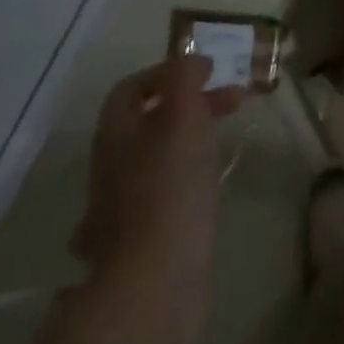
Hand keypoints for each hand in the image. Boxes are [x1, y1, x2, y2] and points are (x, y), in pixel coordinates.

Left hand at [70, 57, 244, 296]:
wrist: (154, 284)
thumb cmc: (170, 188)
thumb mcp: (183, 117)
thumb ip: (184, 79)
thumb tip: (187, 59)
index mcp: (115, 134)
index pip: (131, 88)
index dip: (168, 73)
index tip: (208, 72)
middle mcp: (110, 167)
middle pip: (147, 121)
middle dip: (190, 104)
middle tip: (233, 102)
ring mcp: (120, 209)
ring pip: (155, 157)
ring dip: (189, 140)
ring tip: (224, 141)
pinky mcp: (139, 241)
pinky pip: (162, 194)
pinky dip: (187, 178)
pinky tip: (209, 185)